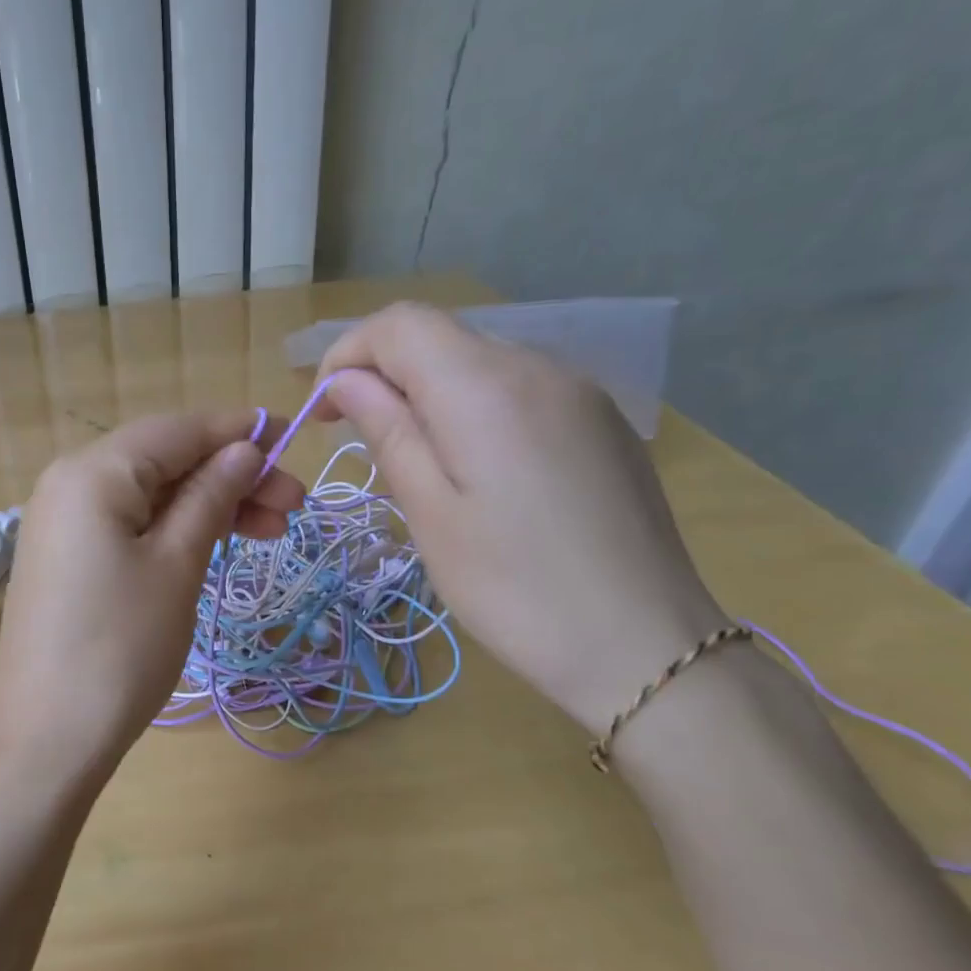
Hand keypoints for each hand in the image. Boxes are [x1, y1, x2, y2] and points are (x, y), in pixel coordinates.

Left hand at [0, 413, 306, 770]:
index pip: (177, 429)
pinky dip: (175, 529)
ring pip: (151, 494)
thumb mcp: (177, 565)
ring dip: (209, 505)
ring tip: (271, 530)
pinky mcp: (67, 558)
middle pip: (164, 460)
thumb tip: (245, 449)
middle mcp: (69, 482)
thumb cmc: (120, 647)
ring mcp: (63, 522)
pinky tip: (216, 543)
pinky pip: (129, 524)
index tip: (294, 440)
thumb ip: (211, 497)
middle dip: (231, 476)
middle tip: (294, 505)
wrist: (46, 740)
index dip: (238, 431)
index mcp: (93, 471)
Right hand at [314, 302, 727, 734]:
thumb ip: (386, 431)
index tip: (324, 414)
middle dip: (385, 375)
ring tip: (420, 465)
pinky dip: (475, 409)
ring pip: (479, 362)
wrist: (646, 645)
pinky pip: (519, 389)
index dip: (347, 355)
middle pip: (440, 337)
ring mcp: (579, 391)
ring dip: (429, 394)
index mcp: (485, 387)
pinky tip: (480, 471)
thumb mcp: (429, 513)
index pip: (399, 324)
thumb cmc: (514, 587)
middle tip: (362, 443)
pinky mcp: (602, 422)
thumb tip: (346, 382)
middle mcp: (537, 367)